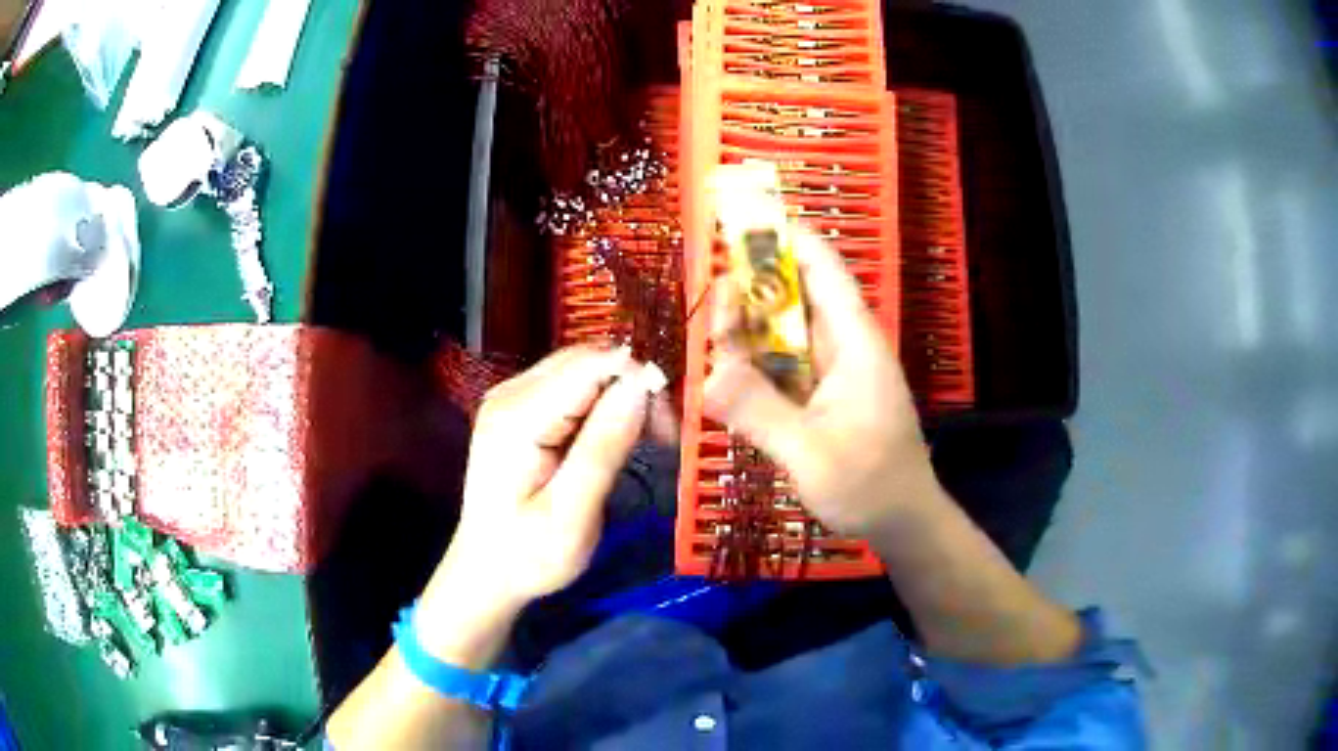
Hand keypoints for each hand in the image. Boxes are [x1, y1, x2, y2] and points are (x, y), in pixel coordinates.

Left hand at [439, 346, 662, 605]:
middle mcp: (509, 394)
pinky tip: (612, 437)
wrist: (486, 572)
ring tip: (643, 441)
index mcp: (518, 417)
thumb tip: (641, 386)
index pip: (592, 366)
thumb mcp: (572, 515)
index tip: (667, 432)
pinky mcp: (518, 408)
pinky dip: (602, 403)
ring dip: (621, 395)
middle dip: (633, 388)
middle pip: (588, 360)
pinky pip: (572, 386)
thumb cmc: (528, 556)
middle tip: (661, 439)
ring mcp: (510, 398)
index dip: (639, 384)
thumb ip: (604, 448)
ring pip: (583, 369)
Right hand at [703, 231, 939, 537]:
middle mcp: (843, 346)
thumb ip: (761, 412)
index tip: (744, 217)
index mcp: (854, 343)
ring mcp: (832, 372)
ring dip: (748, 332)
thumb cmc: (870, 485)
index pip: (824, 270)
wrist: (902, 521)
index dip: (788, 238)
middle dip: (752, 292)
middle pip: (795, 297)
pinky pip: (782, 365)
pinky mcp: (821, 396)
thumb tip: (707, 374)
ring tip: (714, 342)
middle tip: (712, 310)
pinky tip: (729, 374)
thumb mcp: (811, 454)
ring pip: (784, 332)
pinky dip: (755, 364)